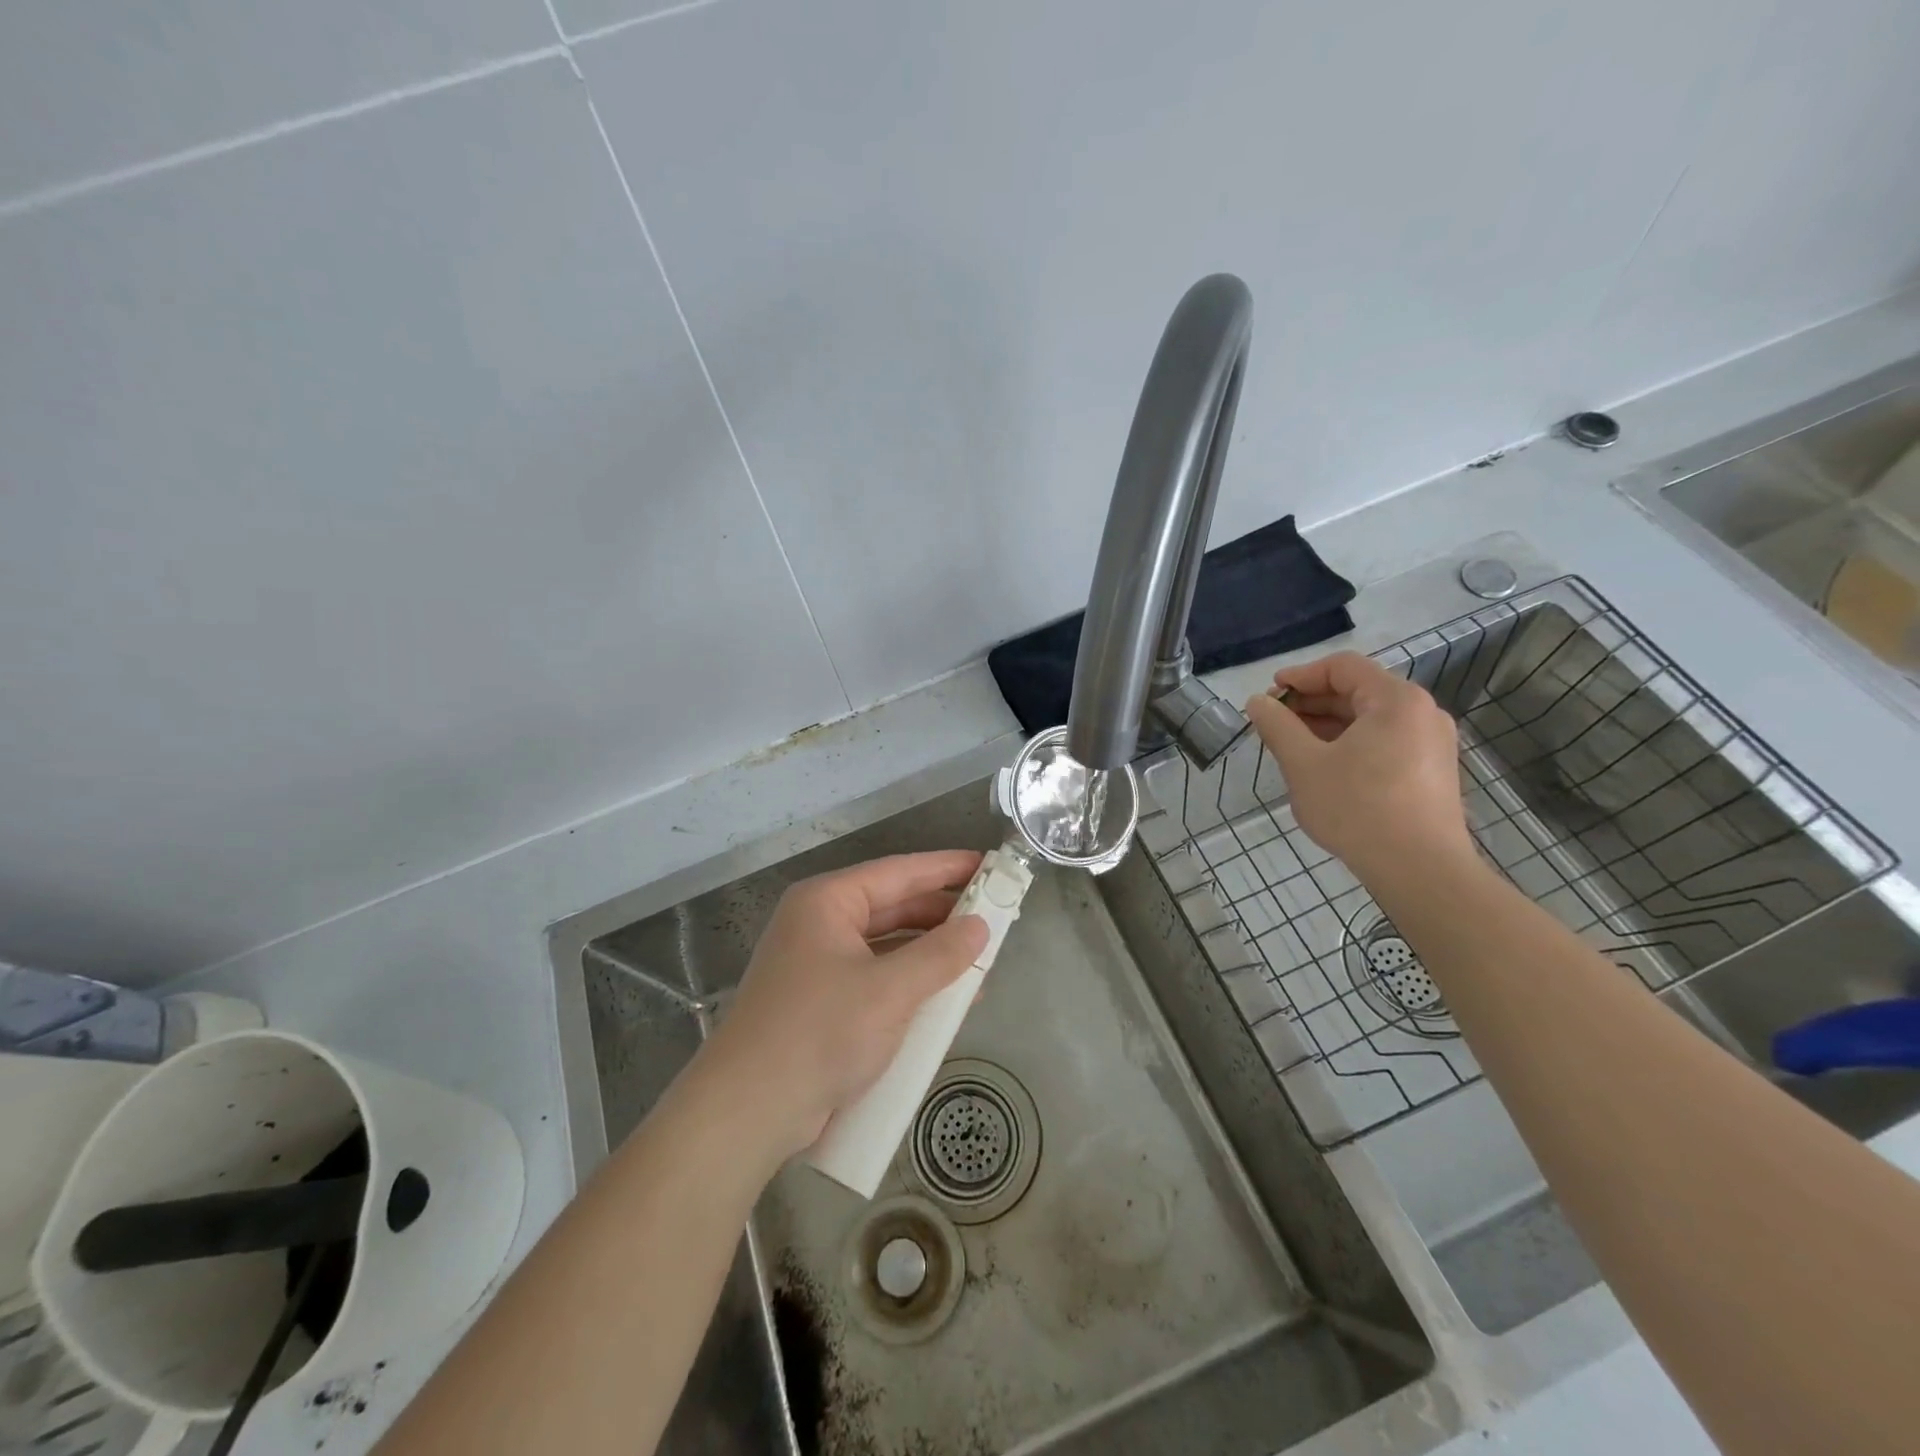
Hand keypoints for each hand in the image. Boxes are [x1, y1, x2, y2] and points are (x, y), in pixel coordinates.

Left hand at [692, 850, 988, 1165]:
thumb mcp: (890, 991)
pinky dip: (910, 985)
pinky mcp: (821, 1003)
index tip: (990, 865)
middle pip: (893, 907)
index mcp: (828, 902)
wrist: (749, 1111)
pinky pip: (876, 979)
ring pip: (887, 946)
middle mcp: (820, 924)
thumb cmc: (820, 1032)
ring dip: (930, 955)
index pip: (899, 872)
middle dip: (942, 915)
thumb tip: (981, 926)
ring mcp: (817, 965)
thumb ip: (940, 955)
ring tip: (980, 960)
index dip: (947, 868)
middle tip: (994, 917)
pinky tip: (945, 1001)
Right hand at [1244, 652, 1472, 883]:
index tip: (1270, 696)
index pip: (1342, 667)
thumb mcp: (1304, 764)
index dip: (1300, 676)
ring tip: (1293, 747)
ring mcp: (1431, 743)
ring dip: (1327, 725)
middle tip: (1275, 723)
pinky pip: (1385, 741)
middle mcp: (1421, 712)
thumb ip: (1277, 726)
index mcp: (1395, 700)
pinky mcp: (1431, 771)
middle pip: (1358, 690)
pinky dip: (1350, 744)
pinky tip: (1324, 768)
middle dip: (1311, 703)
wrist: (1420, 870)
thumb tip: (1258, 702)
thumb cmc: (1357, 808)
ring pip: (1370, 719)